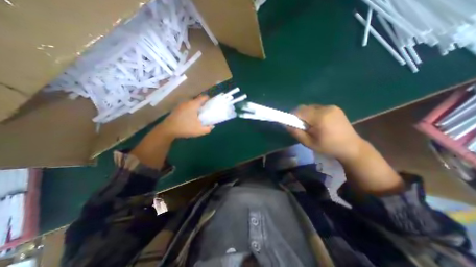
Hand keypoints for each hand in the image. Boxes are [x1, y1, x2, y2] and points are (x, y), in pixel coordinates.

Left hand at [130, 95, 211, 167]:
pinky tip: (191, 117)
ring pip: (192, 104)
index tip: (212, 104)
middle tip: (207, 111)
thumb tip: (212, 126)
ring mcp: (181, 105)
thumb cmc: (185, 128)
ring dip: (196, 107)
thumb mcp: (199, 131)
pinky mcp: (177, 109)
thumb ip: (208, 129)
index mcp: (193, 105)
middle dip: (203, 104)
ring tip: (200, 114)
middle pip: (197, 100)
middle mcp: (187, 102)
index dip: (209, 99)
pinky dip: (191, 110)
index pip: (203, 97)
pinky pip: (187, 107)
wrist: (167, 130)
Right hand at [286, 105, 367, 160]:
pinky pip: (318, 108)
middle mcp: (326, 108)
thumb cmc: (329, 147)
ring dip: (307, 115)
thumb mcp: (309, 143)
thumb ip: (296, 133)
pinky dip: (314, 114)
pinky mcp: (335, 108)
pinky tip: (320, 123)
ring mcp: (331, 107)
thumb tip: (286, 125)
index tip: (293, 125)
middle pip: (304, 108)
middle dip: (300, 116)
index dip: (293, 117)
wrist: (352, 147)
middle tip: (303, 127)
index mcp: (320, 117)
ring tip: (312, 126)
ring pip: (310, 107)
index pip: (299, 111)